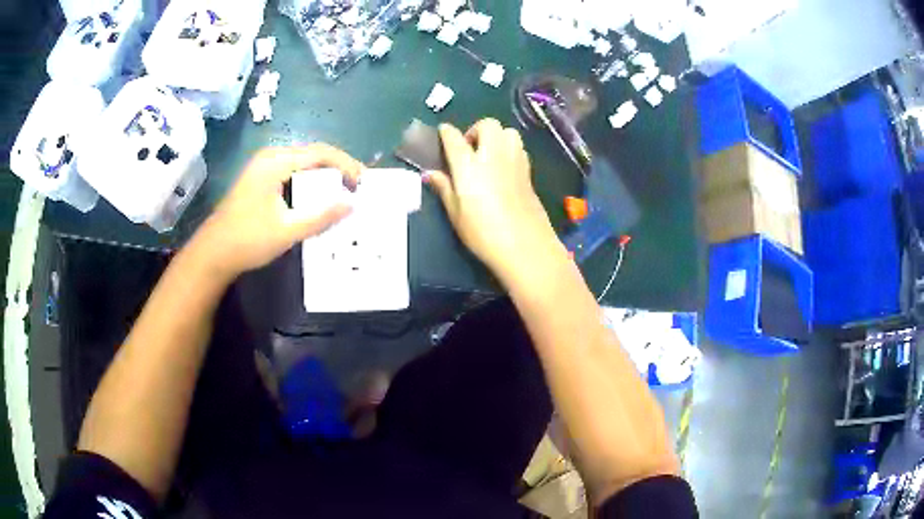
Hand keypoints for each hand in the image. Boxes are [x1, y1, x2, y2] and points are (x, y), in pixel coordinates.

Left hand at [192, 144, 362, 280]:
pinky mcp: (260, 179)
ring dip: (324, 176)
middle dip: (337, 168)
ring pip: (303, 164)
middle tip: (357, 187)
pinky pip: (292, 173)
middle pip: (312, 155)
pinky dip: (309, 183)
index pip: (320, 153)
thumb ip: (321, 216)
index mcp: (275, 162)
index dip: (345, 165)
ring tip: (343, 192)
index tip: (363, 182)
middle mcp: (270, 156)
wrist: (213, 253)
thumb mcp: (288, 230)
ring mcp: (263, 167)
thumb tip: (351, 205)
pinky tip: (318, 197)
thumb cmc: (248, 240)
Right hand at [427, 119, 559, 280]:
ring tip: (488, 155)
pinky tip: (503, 168)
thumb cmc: (483, 233)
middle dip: (476, 130)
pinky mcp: (529, 172)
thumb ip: (444, 188)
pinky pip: (518, 148)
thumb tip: (430, 173)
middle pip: (488, 125)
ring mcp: (514, 161)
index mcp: (469, 165)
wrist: (525, 246)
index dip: (446, 132)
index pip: (454, 138)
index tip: (443, 132)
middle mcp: (493, 155)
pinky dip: (509, 149)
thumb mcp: (456, 214)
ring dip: (496, 136)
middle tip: (469, 149)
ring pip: (508, 132)